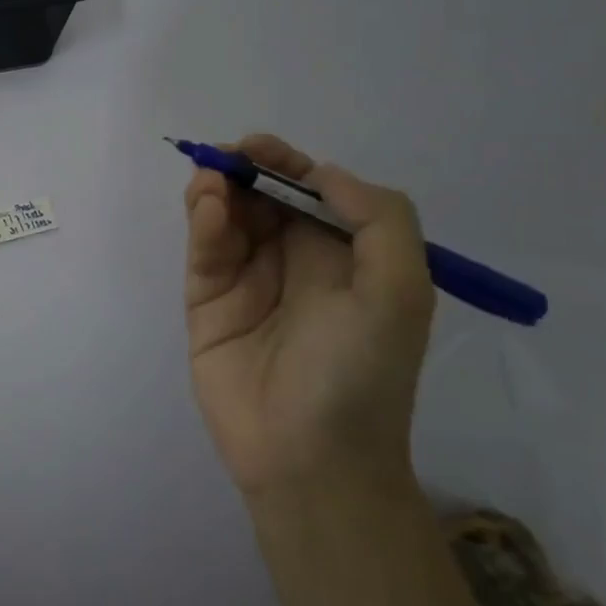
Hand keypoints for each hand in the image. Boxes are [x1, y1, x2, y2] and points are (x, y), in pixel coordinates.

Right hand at [183, 134, 435, 499]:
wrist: (310, 457)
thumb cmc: (360, 373)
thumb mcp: (401, 292)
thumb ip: (379, 219)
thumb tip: (321, 174)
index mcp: (342, 256)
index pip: (309, 193)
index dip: (285, 164)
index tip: (258, 147)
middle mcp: (294, 261)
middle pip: (262, 198)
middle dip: (244, 171)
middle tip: (224, 158)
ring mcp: (246, 281)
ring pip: (227, 218)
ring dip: (218, 191)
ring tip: (212, 182)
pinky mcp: (207, 302)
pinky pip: (205, 251)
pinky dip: (203, 223)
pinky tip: (209, 209)